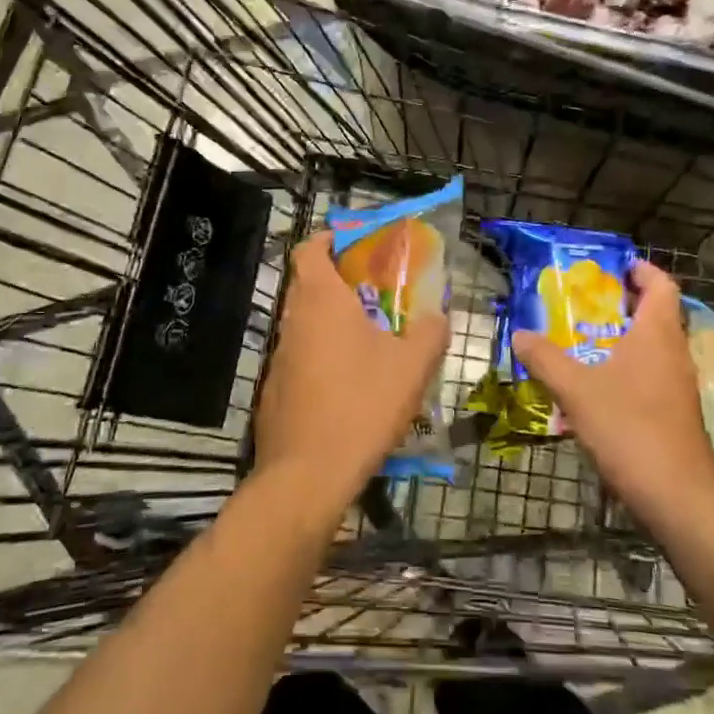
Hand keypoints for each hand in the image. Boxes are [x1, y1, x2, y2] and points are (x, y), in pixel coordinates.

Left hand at [252, 230, 450, 517]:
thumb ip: (429, 332)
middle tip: (376, 292)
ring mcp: (279, 356)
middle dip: (339, 282)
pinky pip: (300, 358)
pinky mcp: (275, 389)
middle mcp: (293, 320)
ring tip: (370, 339)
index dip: (327, 239)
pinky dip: (321, 356)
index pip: (309, 249)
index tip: (352, 244)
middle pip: (308, 284)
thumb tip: (438, 316)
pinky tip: (349, 383)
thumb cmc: (362, 405)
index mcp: (321, 301)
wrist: (308, 473)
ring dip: (332, 322)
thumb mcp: (411, 367)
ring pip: (305, 323)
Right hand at [511, 259, 713, 525]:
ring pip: (650, 348)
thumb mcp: (577, 389)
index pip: (661, 285)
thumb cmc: (630, 428)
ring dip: (619, 339)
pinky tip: (592, 388)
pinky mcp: (673, 413)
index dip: (640, 270)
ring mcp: (677, 385)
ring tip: (578, 341)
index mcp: (657, 334)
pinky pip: (648, 376)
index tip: (612, 266)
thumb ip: (546, 358)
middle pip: (653, 314)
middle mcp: (673, 353)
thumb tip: (520, 334)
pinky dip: (623, 370)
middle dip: (618, 304)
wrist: (678, 495)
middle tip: (581, 303)